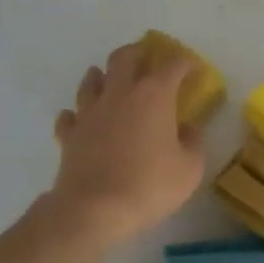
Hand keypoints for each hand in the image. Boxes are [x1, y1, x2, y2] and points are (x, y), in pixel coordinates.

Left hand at [46, 43, 204, 249]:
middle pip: (124, 58)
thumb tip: (187, 129)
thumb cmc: (150, 186)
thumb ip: (193, 142)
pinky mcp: (70, 134)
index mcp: (153, 96)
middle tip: (147, 58)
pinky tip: (82, 119)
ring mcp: (89, 112)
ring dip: (102, 75)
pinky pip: (70, 116)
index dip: (185, 63)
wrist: (94, 209)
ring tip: (109, 78)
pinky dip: (77, 113)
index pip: (172, 65)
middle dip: (138, 52)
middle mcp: (119, 94)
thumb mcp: (189, 169)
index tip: (193, 69)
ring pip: (91, 80)